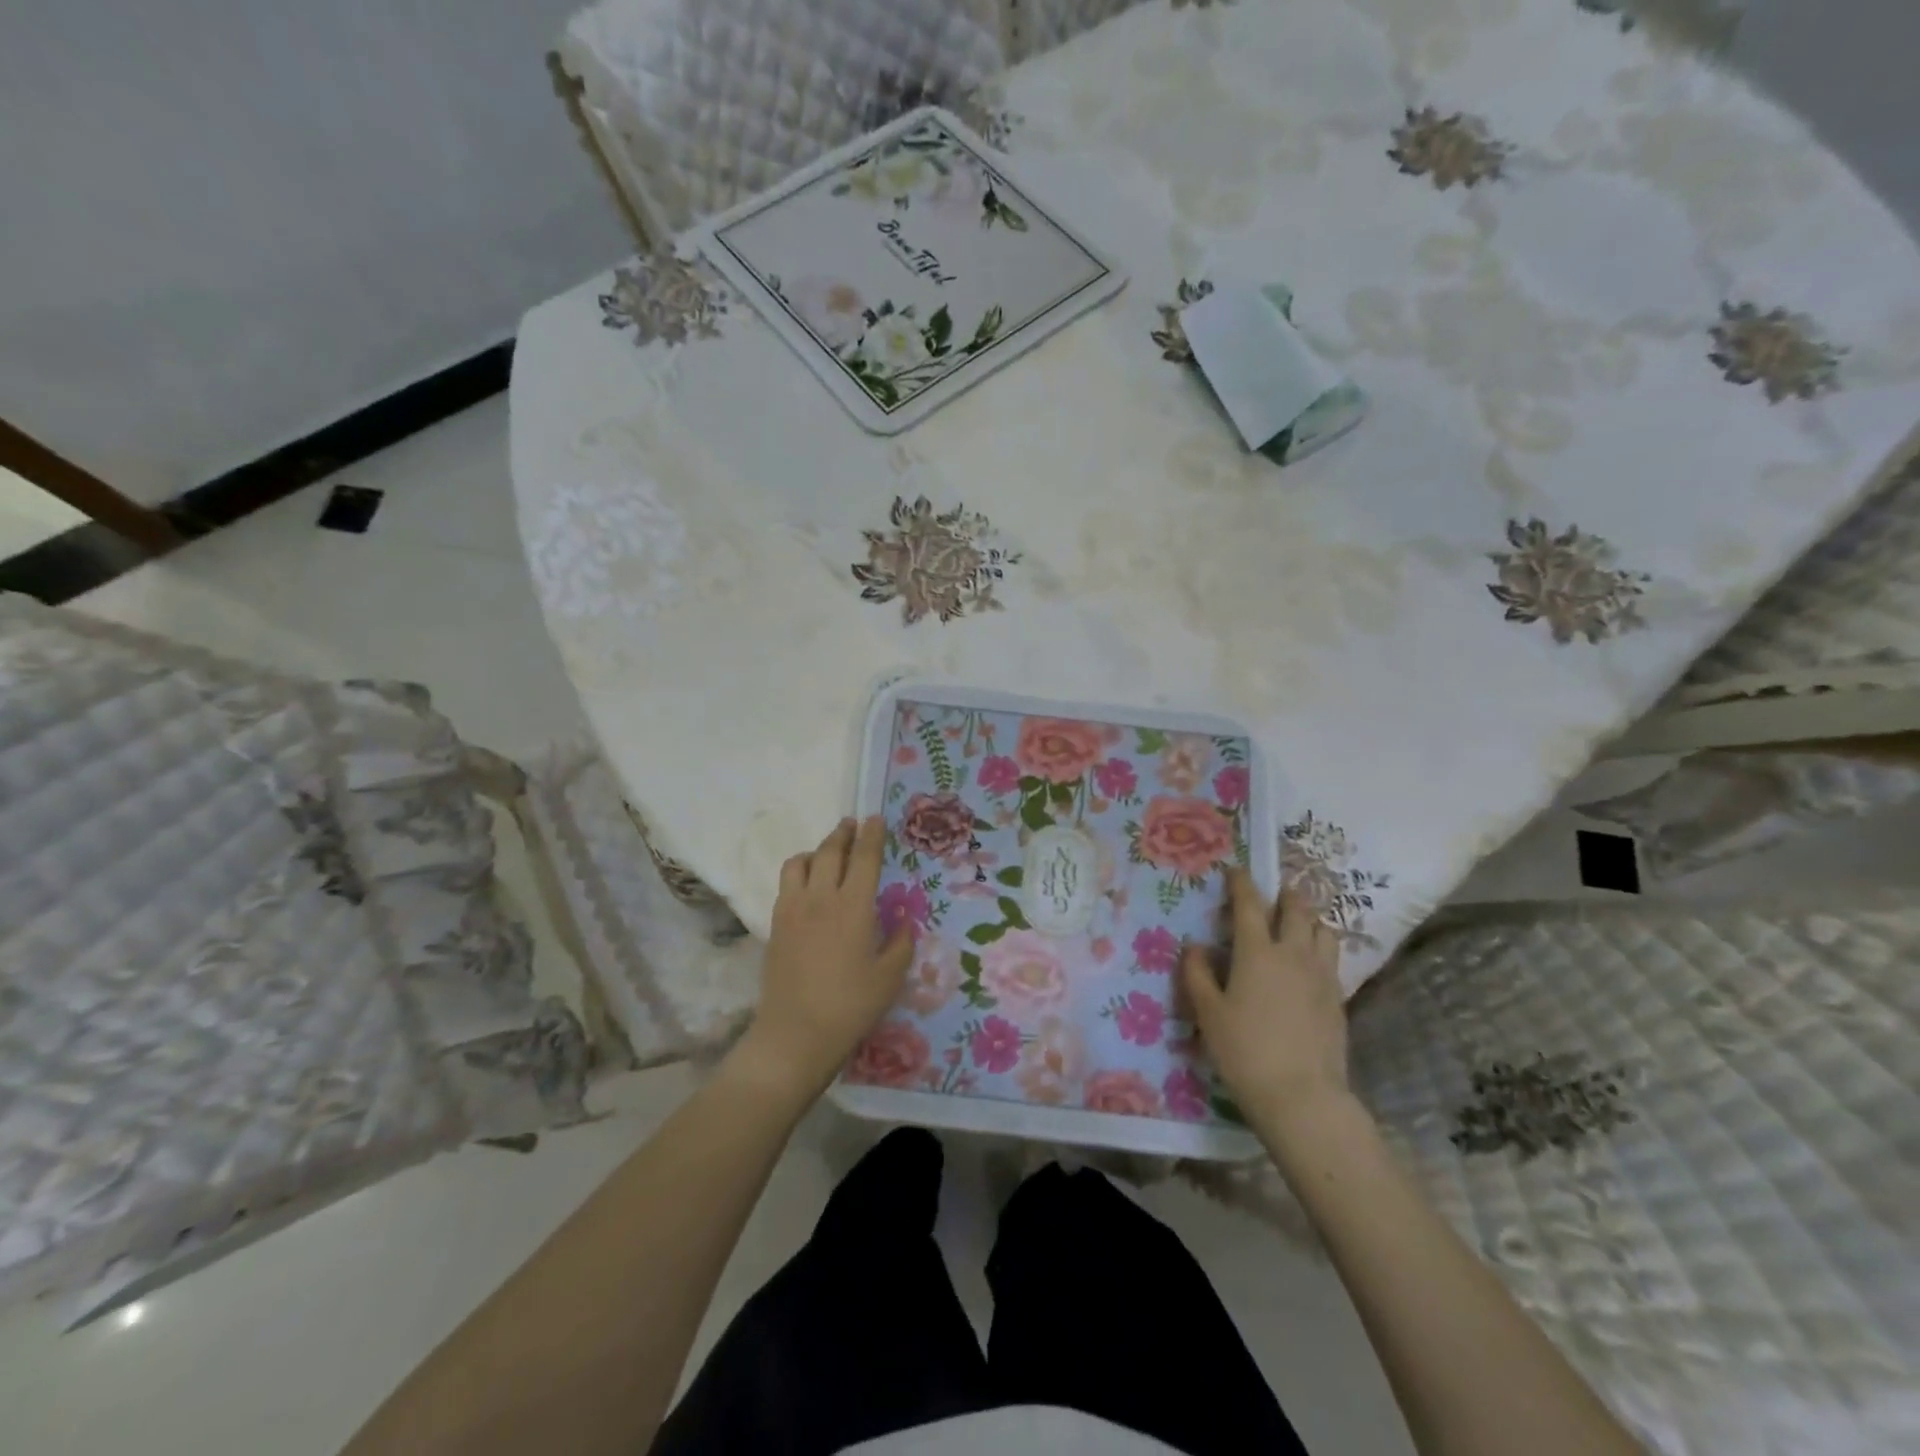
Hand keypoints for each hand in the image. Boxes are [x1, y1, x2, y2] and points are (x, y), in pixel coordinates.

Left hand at [730, 817, 914, 1099]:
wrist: (795, 1034)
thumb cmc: (851, 1006)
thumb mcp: (890, 977)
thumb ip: (900, 942)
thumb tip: (903, 920)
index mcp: (853, 906)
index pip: (864, 858)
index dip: (871, 835)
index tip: (875, 819)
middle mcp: (820, 898)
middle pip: (830, 851)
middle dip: (843, 833)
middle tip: (853, 824)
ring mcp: (792, 909)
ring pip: (800, 862)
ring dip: (817, 850)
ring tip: (828, 855)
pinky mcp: (776, 924)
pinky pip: (786, 883)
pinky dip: (800, 872)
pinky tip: (809, 887)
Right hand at [1182, 868, 1348, 1128]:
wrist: (1302, 1097)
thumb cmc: (1245, 1051)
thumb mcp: (1208, 1013)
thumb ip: (1197, 974)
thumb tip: (1195, 947)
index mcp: (1257, 952)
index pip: (1250, 904)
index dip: (1242, 883)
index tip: (1235, 870)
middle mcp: (1293, 954)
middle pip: (1296, 910)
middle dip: (1285, 894)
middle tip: (1275, 892)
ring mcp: (1322, 976)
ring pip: (1324, 930)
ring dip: (1309, 918)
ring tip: (1298, 922)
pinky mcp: (1338, 999)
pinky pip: (1332, 958)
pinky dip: (1320, 947)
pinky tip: (1309, 962)